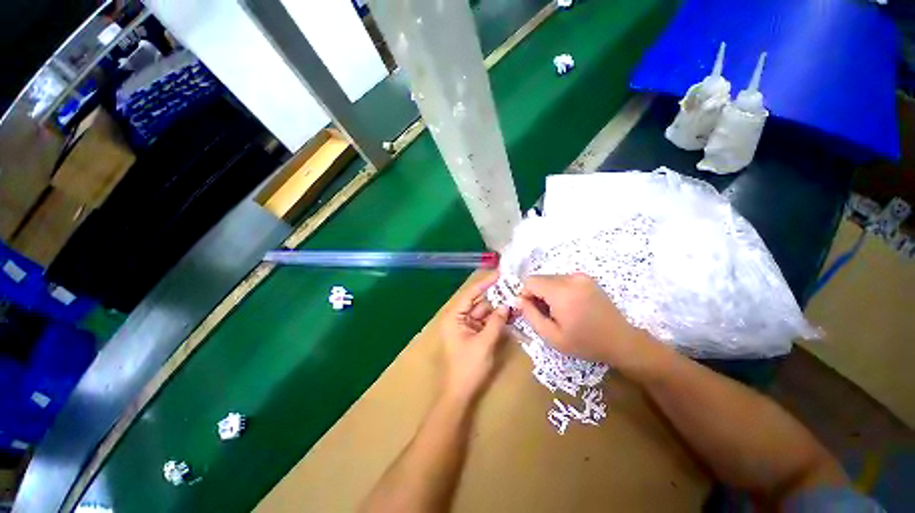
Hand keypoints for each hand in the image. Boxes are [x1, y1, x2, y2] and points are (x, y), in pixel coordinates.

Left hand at [439, 272, 509, 402]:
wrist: (460, 393)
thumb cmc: (468, 367)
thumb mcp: (484, 343)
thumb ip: (496, 322)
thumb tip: (506, 305)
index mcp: (454, 317)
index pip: (470, 294)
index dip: (484, 283)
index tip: (499, 274)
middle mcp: (458, 318)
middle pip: (478, 303)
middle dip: (495, 297)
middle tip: (512, 289)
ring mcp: (465, 326)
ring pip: (483, 312)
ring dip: (497, 309)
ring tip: (514, 302)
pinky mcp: (471, 334)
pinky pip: (484, 322)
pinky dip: (495, 319)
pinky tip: (508, 315)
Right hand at [517, 273, 652, 368]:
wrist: (621, 341)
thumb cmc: (584, 342)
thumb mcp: (551, 336)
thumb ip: (530, 315)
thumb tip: (518, 299)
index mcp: (561, 292)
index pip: (530, 281)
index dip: (526, 294)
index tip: (532, 310)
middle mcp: (570, 278)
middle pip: (540, 278)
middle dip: (537, 294)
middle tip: (546, 314)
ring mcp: (580, 276)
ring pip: (550, 278)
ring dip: (547, 292)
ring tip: (559, 311)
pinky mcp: (586, 278)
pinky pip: (562, 280)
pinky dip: (558, 290)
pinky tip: (569, 306)